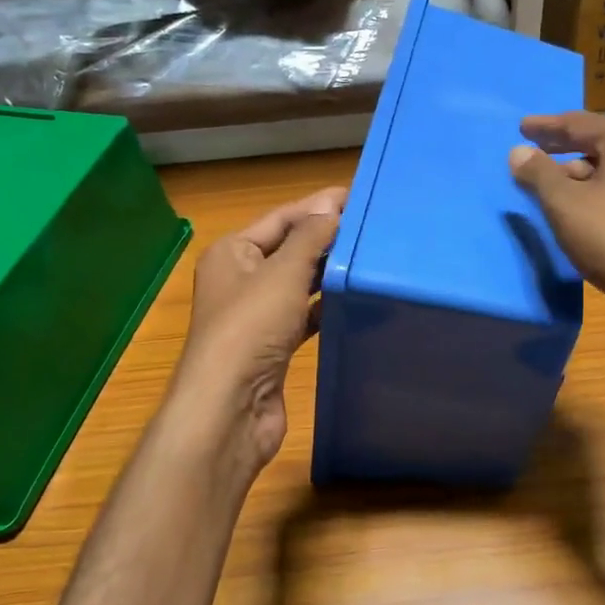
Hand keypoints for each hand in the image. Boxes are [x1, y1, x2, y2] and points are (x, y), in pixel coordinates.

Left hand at [173, 188, 345, 469]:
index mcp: (232, 252)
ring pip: (299, 283)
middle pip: (290, 248)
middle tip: (374, 226)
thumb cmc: (251, 328)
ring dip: (329, 272)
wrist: (231, 408)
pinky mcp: (273, 345)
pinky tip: (354, 298)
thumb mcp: (282, 273)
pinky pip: (304, 315)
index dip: (318, 206)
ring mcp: (256, 315)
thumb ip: (310, 237)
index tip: (360, 197)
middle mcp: (240, 279)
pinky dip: (326, 306)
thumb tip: (332, 207)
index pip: (281, 218)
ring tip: (372, 256)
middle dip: (327, 238)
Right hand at [509, 111, 604, 335]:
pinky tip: (582, 214)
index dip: (546, 126)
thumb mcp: (565, 204)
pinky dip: (597, 195)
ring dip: (579, 176)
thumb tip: (519, 151)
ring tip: (552, 188)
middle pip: (598, 144)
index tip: (522, 127)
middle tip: (533, 152)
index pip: (579, 123)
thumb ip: (539, 174)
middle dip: (563, 150)